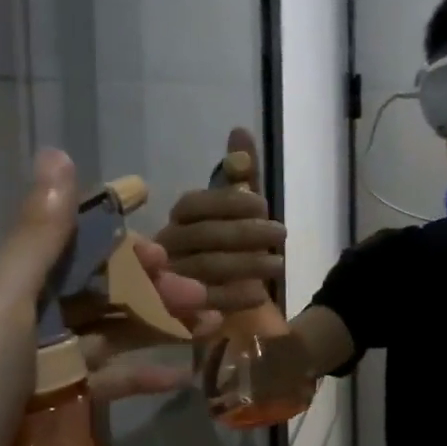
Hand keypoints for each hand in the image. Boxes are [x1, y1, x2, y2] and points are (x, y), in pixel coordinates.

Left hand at [0, 150, 214, 445]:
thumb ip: (35, 237)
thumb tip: (58, 155)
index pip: (65, 252)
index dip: (116, 245)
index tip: (162, 248)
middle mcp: (15, 327)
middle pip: (94, 294)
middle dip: (149, 288)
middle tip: (198, 293)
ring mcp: (35, 375)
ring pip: (108, 336)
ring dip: (157, 327)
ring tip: (210, 322)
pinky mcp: (52, 417)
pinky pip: (105, 384)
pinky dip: (141, 376)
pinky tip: (180, 376)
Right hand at [155, 127, 286, 312]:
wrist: (220, 308)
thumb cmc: (227, 250)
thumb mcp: (237, 212)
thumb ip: (239, 176)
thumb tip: (240, 131)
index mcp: (176, 220)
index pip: (195, 204)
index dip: (229, 201)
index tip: (263, 204)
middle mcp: (165, 248)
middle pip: (202, 235)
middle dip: (246, 233)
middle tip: (281, 234)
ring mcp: (168, 282)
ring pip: (205, 267)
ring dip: (247, 264)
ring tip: (279, 263)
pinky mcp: (178, 314)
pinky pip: (204, 305)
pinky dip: (233, 297)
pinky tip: (259, 293)